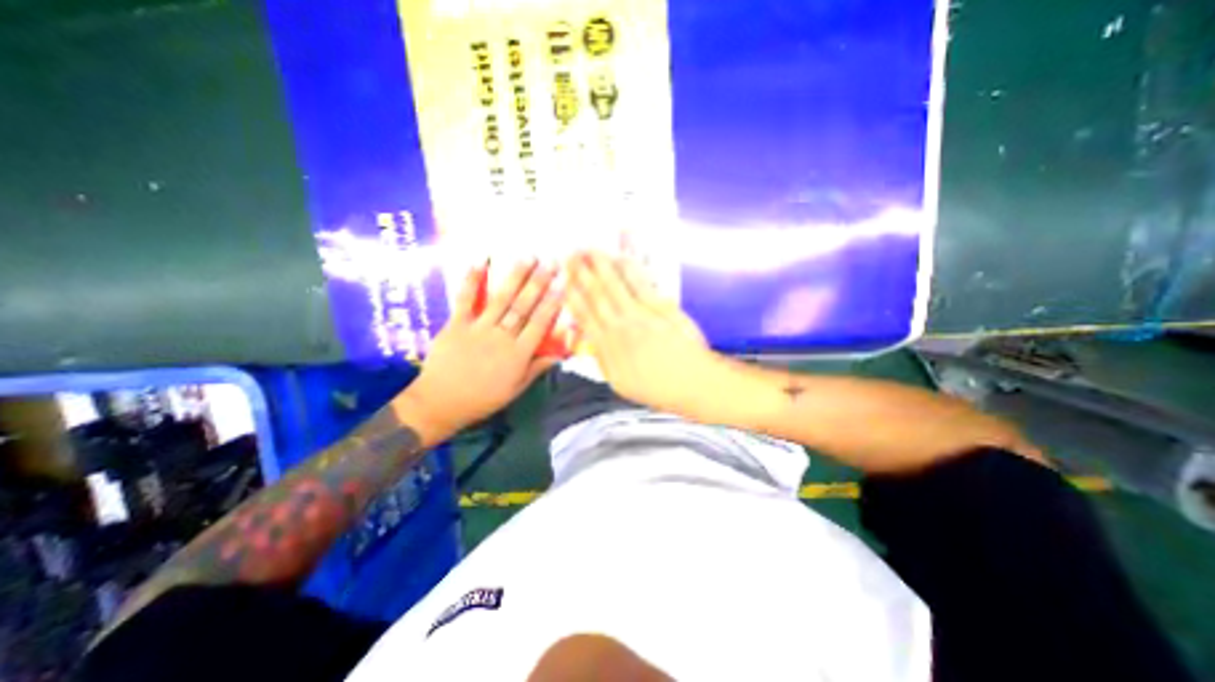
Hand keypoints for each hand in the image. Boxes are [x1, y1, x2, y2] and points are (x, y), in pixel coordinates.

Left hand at [402, 259, 564, 442]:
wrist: (440, 403)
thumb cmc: (482, 399)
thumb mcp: (515, 390)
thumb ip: (536, 369)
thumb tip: (559, 356)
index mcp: (518, 354)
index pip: (540, 324)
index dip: (552, 304)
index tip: (563, 286)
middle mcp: (502, 336)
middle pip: (523, 306)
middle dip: (539, 282)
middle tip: (551, 262)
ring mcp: (478, 327)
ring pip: (501, 298)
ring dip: (516, 276)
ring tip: (528, 257)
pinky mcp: (456, 323)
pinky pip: (465, 299)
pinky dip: (472, 279)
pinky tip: (481, 261)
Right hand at [564, 254, 724, 418]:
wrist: (690, 383)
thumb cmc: (657, 388)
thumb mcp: (620, 383)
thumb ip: (603, 361)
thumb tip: (592, 344)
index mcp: (607, 347)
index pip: (584, 316)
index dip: (572, 297)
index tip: (564, 282)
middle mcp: (618, 327)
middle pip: (595, 296)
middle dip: (580, 274)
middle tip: (571, 255)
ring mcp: (639, 315)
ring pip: (614, 286)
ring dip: (600, 266)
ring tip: (589, 250)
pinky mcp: (660, 307)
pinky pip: (640, 284)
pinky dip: (629, 269)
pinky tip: (621, 257)